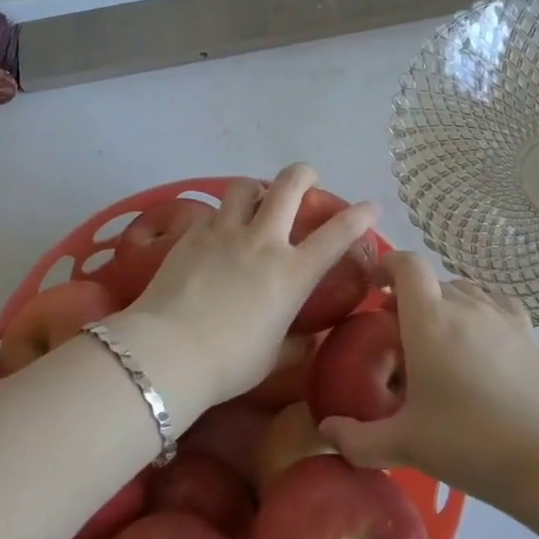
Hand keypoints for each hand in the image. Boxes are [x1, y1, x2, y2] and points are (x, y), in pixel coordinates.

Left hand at [120, 165, 375, 418]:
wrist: (168, 351)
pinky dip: (223, 215)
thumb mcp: (273, 357)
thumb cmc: (229, 363)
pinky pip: (213, 211)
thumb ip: (296, 343)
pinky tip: (218, 232)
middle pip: (289, 185)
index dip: (359, 215)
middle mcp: (263, 241)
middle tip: (308, 181)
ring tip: (256, 201)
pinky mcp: (192, 234)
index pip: (337, 234)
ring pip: (245, 186)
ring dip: (257, 188)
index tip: (371, 207)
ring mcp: (225, 232)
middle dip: (304, 175)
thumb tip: (308, 340)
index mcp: (292, 273)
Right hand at [319, 251, 538, 502]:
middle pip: (430, 281)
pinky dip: (477, 308)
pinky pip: (492, 301)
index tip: (374, 287)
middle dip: (409, 297)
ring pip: (461, 290)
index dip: (387, 265)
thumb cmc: (468, 441)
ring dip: (443, 303)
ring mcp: (499, 313)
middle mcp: (463, 303)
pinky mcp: (526, 328)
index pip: (406, 265)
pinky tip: (477, 335)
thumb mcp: (404, 444)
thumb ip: (357, 439)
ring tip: (438, 339)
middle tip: (399, 335)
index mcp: (428, 318)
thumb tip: (324, 430)